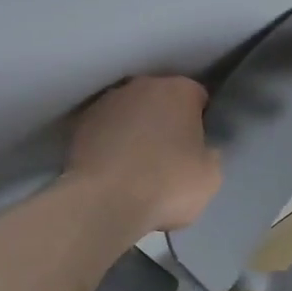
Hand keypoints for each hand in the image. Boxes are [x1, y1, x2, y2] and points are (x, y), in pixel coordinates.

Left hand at [68, 76, 221, 231]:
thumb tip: (199, 149)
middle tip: (171, 152)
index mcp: (179, 91)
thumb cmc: (168, 184)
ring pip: (131, 112)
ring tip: (138, 163)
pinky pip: (106, 130)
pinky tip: (115, 168)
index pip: (198, 96)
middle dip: (166, 119)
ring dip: (136, 128)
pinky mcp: (80, 125)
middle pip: (161, 99)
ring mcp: (107, 103)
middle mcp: (142, 86)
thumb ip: (208, 152)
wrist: (104, 204)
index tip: (199, 143)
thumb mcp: (211, 174)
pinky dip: (111, 142)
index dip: (200, 119)